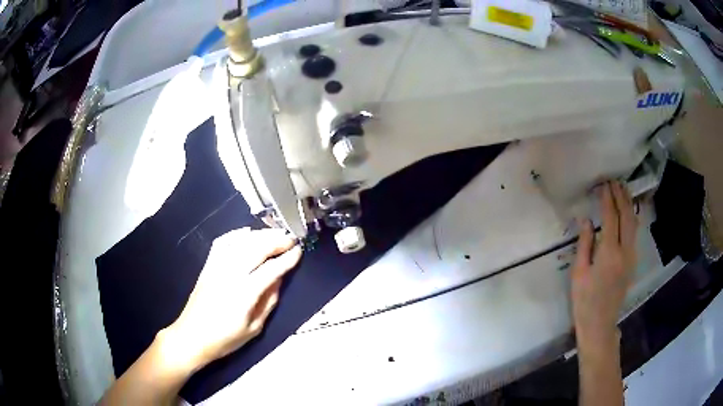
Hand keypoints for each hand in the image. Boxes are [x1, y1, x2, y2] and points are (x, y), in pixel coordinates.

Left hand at [163, 228, 301, 371]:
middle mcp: (230, 274)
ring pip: (241, 242)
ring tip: (275, 234)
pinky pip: (222, 242)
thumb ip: (268, 302)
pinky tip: (247, 233)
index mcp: (244, 293)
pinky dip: (236, 234)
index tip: (299, 251)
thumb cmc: (224, 339)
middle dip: (276, 241)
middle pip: (256, 249)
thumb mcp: (254, 328)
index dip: (287, 259)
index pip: (271, 269)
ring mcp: (216, 267)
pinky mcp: (207, 265)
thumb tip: (279, 279)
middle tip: (291, 239)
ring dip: (260, 235)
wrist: (191, 337)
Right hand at [572, 181, 637, 346]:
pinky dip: (631, 218)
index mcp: (609, 253)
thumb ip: (584, 244)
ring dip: (628, 205)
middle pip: (626, 217)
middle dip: (621, 197)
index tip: (604, 184)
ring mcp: (631, 257)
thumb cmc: (584, 300)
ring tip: (623, 191)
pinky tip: (628, 214)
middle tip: (615, 182)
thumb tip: (586, 219)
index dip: (608, 199)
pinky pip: (634, 234)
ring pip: (633, 224)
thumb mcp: (579, 273)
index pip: (610, 217)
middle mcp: (624, 251)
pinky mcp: (632, 263)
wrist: (600, 323)